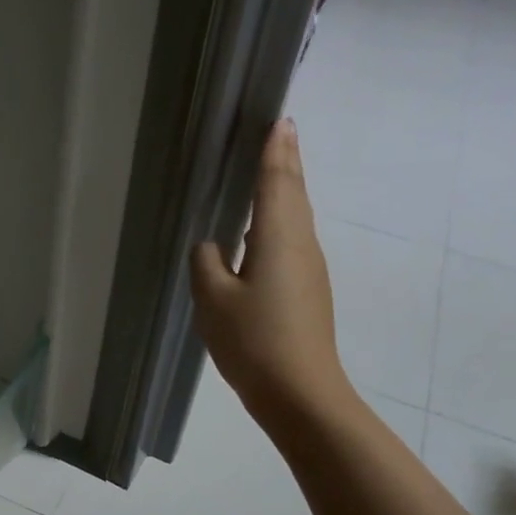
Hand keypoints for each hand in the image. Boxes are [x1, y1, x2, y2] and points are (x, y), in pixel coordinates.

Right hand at [190, 119, 350, 426]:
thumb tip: (211, 247)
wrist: (301, 393)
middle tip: (280, 133)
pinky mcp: (308, 291)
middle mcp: (301, 245)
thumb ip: (206, 264)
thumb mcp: (213, 300)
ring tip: (270, 172)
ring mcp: (309, 269)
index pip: (276, 182)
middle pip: (294, 194)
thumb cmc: (254, 340)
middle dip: (286, 162)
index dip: (276, 151)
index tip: (280, 121)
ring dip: (284, 191)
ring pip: (295, 218)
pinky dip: (279, 222)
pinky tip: (260, 233)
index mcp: (277, 238)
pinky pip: (292, 241)